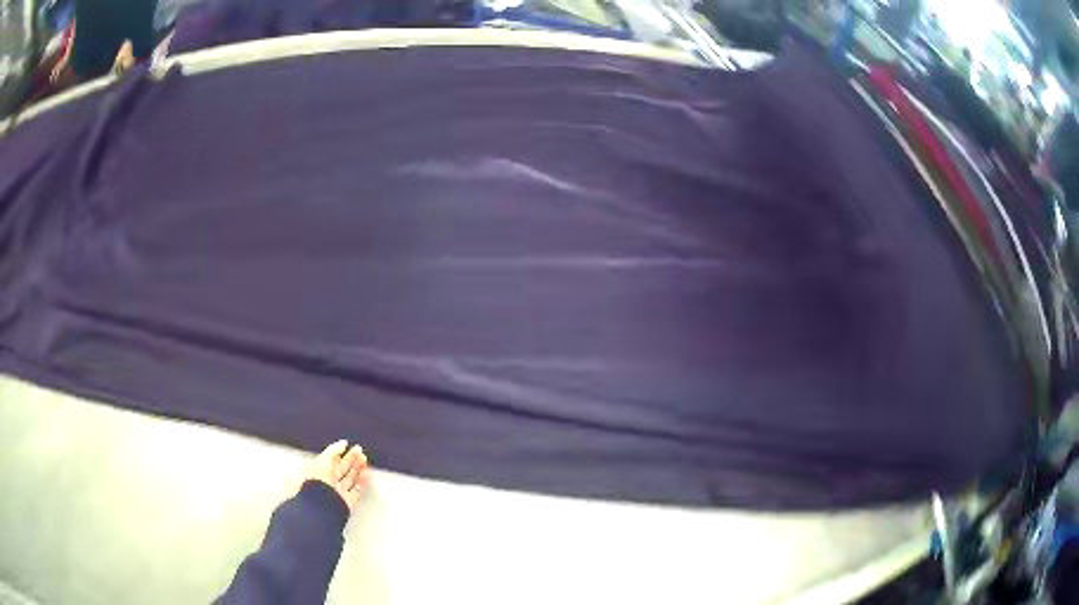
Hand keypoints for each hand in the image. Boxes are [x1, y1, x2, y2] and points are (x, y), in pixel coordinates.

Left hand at [306, 440, 368, 512]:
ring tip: (364, 459)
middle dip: (351, 459)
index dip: (340, 453)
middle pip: (342, 469)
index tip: (349, 446)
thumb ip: (334, 450)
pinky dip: (363, 481)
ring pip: (350, 478)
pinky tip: (367, 473)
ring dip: (358, 468)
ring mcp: (339, 491)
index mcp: (320, 471)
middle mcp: (330, 482)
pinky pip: (357, 490)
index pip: (332, 460)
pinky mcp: (349, 500)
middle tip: (360, 451)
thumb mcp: (324, 460)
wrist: (324, 503)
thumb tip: (343, 443)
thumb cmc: (319, 481)